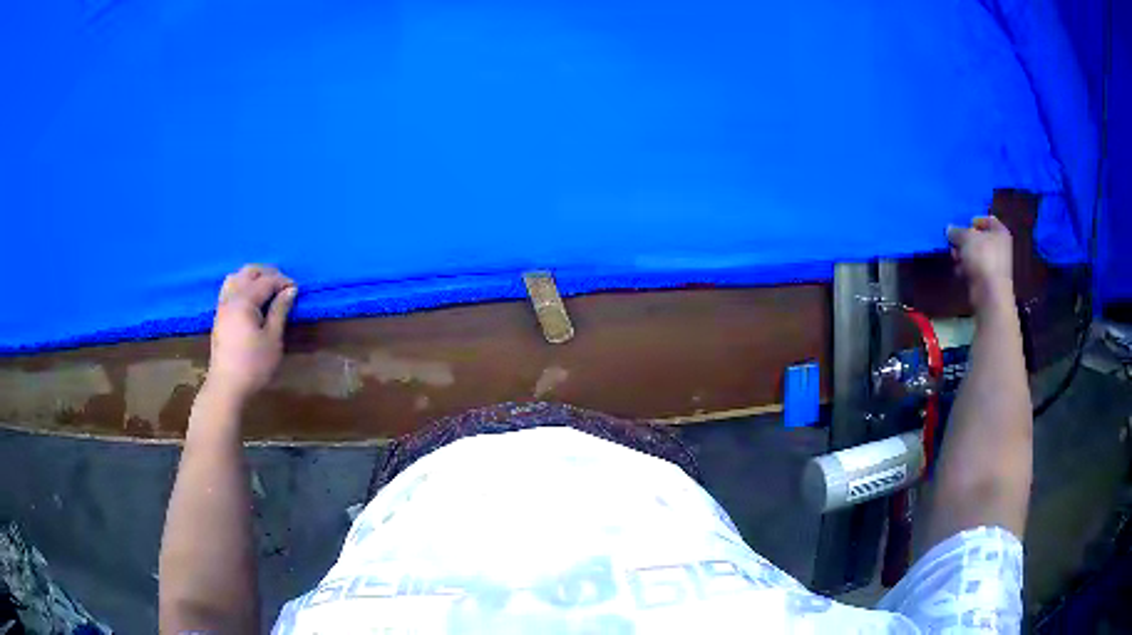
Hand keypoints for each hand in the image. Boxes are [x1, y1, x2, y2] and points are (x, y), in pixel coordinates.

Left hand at [206, 265, 296, 401]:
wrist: (227, 386)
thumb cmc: (253, 365)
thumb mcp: (272, 339)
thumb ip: (280, 310)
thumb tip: (290, 290)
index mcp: (244, 300)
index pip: (266, 281)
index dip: (283, 281)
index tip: (297, 289)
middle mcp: (231, 297)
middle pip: (248, 272)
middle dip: (267, 273)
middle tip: (283, 285)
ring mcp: (222, 306)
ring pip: (235, 277)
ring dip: (252, 277)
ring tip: (266, 288)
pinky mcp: (219, 316)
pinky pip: (229, 288)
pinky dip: (241, 285)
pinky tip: (250, 299)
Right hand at [947, 216, 1013, 309]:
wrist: (990, 294)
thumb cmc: (983, 258)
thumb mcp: (966, 237)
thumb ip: (957, 231)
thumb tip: (949, 229)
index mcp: (1000, 232)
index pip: (987, 220)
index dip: (974, 220)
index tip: (962, 224)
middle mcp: (1000, 247)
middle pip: (980, 238)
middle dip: (965, 240)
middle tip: (954, 242)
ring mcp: (994, 265)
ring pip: (975, 254)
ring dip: (963, 255)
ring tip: (954, 257)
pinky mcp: (988, 281)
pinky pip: (975, 269)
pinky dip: (966, 269)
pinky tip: (959, 271)